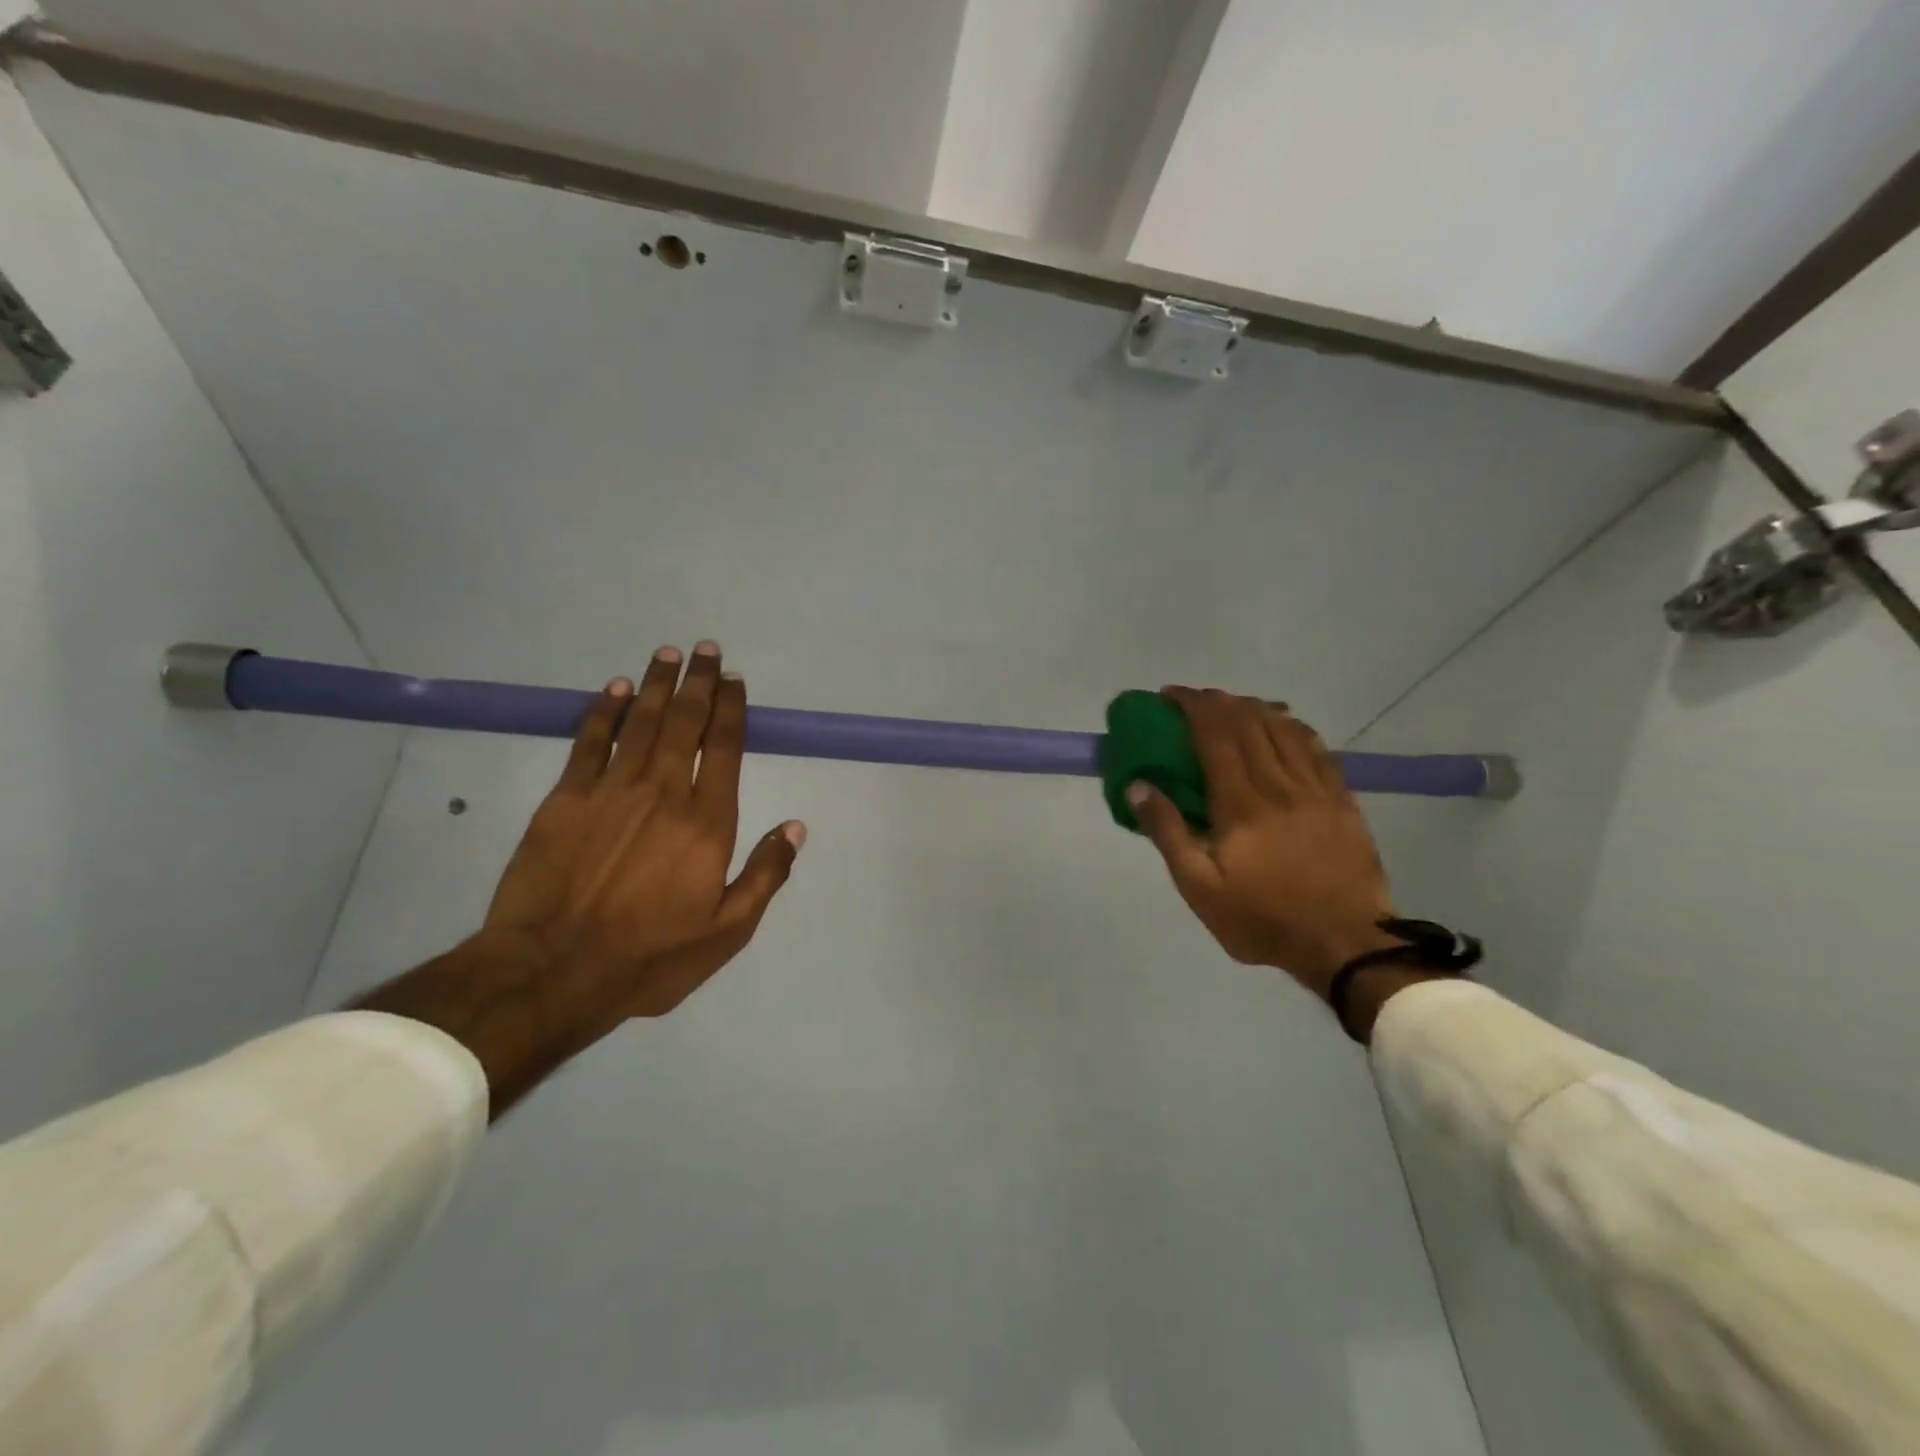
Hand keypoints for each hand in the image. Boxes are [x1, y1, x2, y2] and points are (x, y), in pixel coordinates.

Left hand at [486, 641, 804, 1022]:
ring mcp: (611, 791)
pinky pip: (590, 741)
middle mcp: (663, 792)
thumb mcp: (727, 931)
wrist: (552, 971)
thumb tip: (796, 827)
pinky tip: (617, 689)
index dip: (732, 709)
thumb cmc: (649, 956)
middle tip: (707, 650)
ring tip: (669, 654)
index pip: (723, 749)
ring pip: (642, 722)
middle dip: (700, 683)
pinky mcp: (565, 799)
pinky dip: (606, 711)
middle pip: (685, 723)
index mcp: (707, 822)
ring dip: (659, 685)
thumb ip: (765, 875)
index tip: (736, 681)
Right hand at [1127, 688, 1396, 1000]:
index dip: (1192, 706)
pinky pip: (1317, 748)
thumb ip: (1168, 832)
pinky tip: (1284, 725)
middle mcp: (1278, 784)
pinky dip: (1294, 727)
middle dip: (1218, 701)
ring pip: (1284, 728)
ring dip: (1254, 708)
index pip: (1214, 734)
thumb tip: (1138, 785)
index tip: (1170, 696)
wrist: (1345, 944)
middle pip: (1248, 723)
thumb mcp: (1199, 888)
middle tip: (1195, 699)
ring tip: (1234, 705)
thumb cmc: (1262, 919)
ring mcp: (1316, 789)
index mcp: (1240, 803)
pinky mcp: (1342, 800)